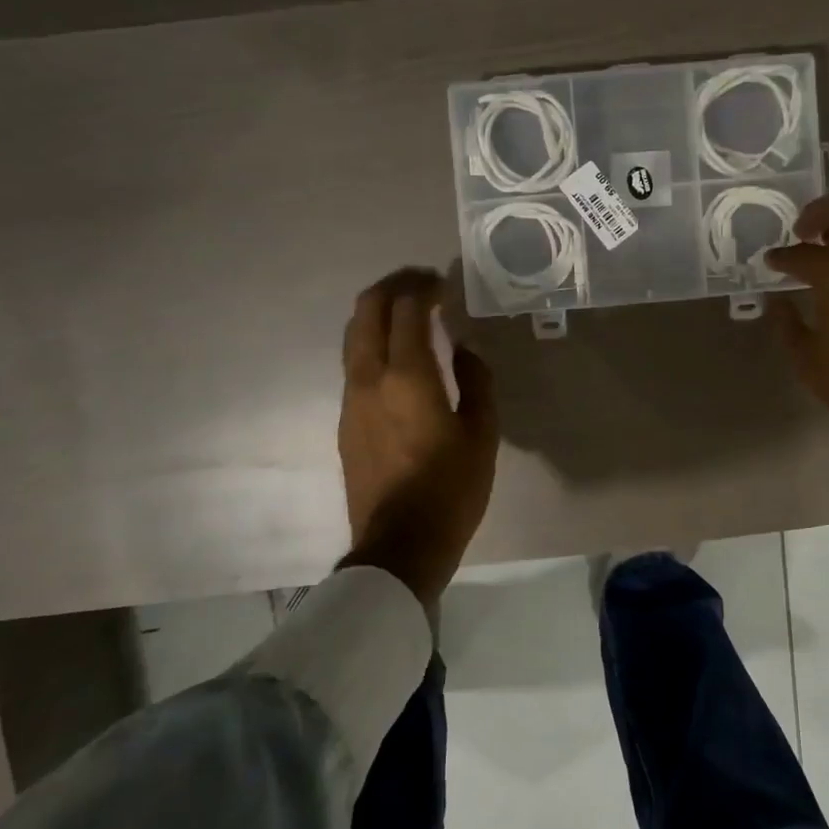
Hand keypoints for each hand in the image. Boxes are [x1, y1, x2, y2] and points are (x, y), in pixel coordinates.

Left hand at [338, 268, 497, 606]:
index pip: (407, 309)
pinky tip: (398, 357)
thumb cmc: (450, 489)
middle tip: (422, 284)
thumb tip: (464, 350)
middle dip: (393, 286)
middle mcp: (369, 377)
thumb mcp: (482, 434)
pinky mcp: (345, 420)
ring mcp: (351, 399)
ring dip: (378, 313)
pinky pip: (354, 363)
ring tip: (408, 313)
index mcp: (408, 376)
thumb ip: (476, 381)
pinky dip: (373, 342)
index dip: (424, 287)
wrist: (399, 545)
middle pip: (367, 310)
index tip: (444, 282)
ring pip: (353, 335)